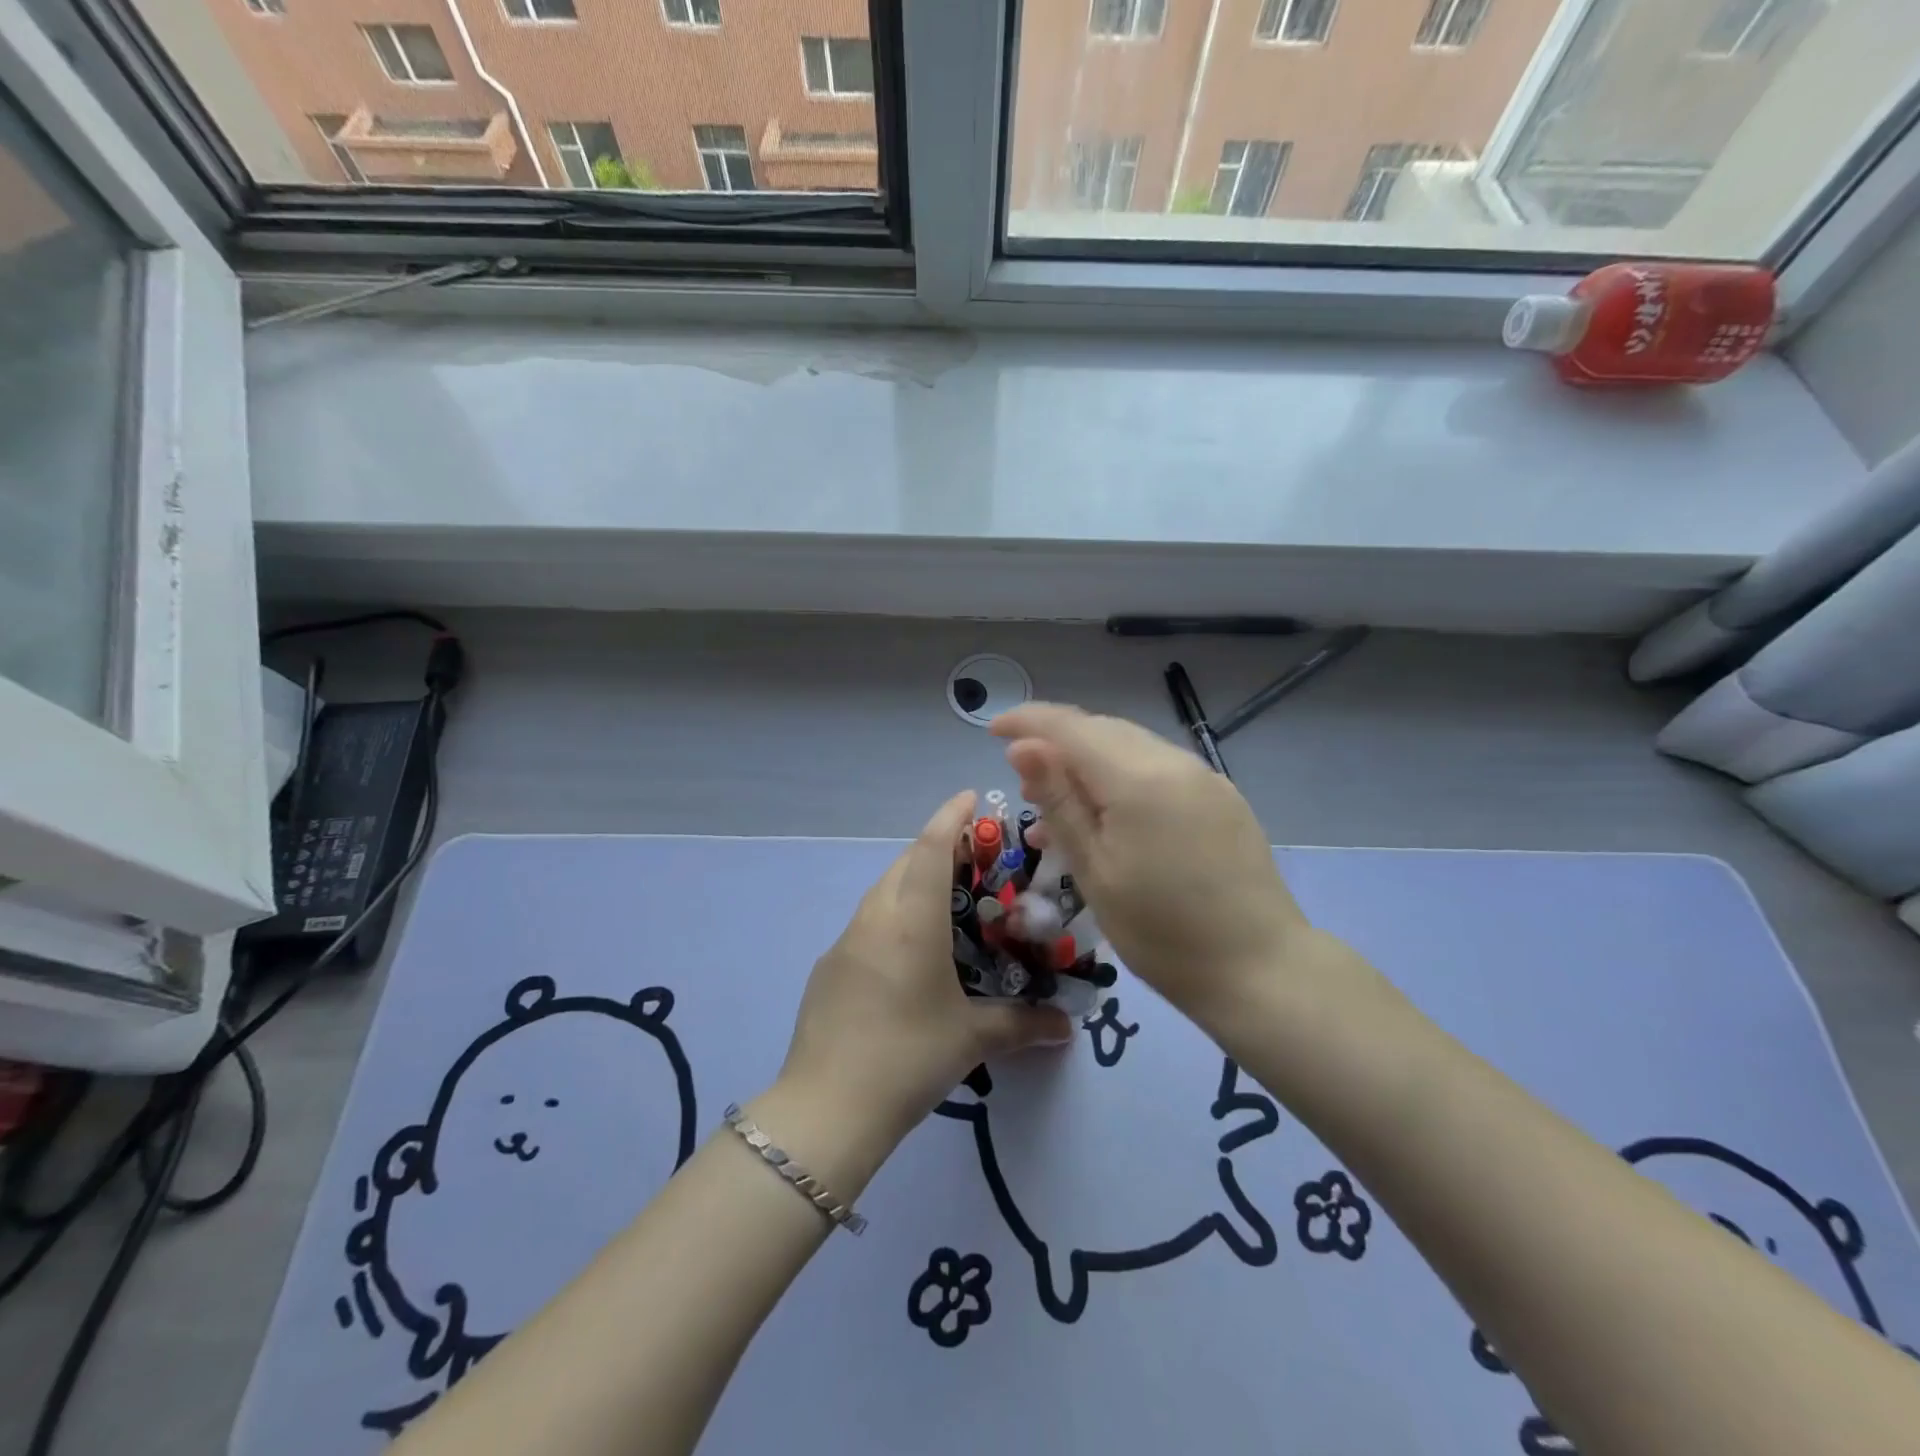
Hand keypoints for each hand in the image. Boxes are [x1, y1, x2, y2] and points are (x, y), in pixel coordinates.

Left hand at [777, 791, 1073, 1152]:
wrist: (825, 1108)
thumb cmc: (907, 1058)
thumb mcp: (971, 1039)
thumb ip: (1022, 1024)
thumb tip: (1067, 1026)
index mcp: (910, 922)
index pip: (930, 849)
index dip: (950, 816)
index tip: (970, 796)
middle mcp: (874, 919)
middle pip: (904, 863)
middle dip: (936, 847)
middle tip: (973, 856)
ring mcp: (845, 942)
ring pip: (883, 891)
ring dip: (912, 880)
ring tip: (946, 899)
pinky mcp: (829, 967)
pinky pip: (868, 922)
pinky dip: (893, 914)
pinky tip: (911, 951)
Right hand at [994, 703, 1325, 1024]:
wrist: (1260, 968)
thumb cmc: (1161, 932)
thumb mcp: (1094, 871)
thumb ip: (1058, 802)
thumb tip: (1023, 748)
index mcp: (1138, 778)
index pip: (1069, 726)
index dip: (1027, 722)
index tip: (992, 731)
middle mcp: (1174, 762)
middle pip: (1101, 731)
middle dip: (1056, 745)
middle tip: (1024, 787)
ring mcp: (1204, 777)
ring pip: (1130, 749)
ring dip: (1088, 765)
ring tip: (1059, 811)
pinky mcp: (1222, 798)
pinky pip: (1159, 771)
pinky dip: (1123, 781)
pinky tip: (1110, 819)